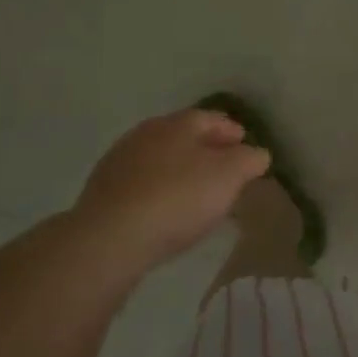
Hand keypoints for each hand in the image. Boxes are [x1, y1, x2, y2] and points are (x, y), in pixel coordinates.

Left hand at [71, 109, 270, 265]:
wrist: (110, 239)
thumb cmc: (179, 197)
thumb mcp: (230, 175)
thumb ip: (250, 159)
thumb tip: (256, 154)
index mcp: (178, 123)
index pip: (212, 117)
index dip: (232, 131)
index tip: (245, 145)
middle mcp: (146, 133)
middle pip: (183, 136)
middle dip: (205, 149)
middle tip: (224, 169)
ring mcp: (119, 161)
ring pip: (160, 160)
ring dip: (179, 170)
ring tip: (196, 192)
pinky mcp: (101, 192)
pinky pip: (141, 184)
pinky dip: (158, 190)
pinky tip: (166, 210)